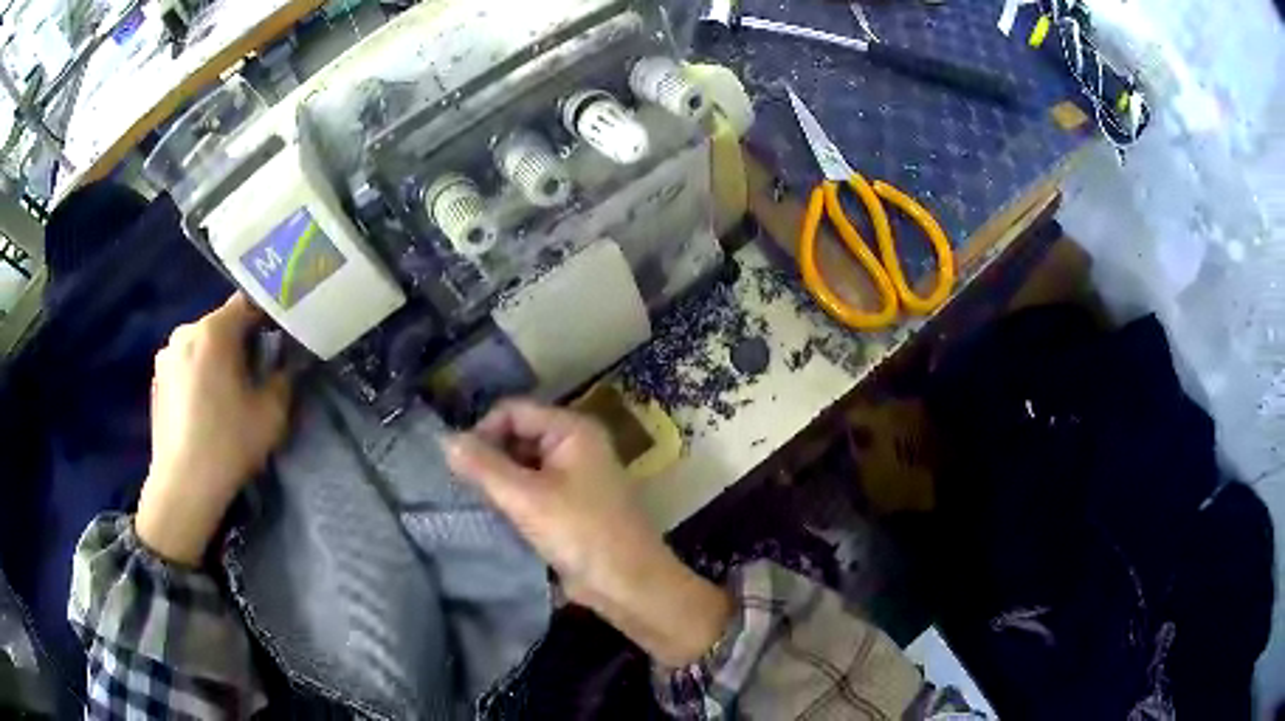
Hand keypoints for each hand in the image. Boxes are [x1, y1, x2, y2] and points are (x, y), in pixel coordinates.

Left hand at [136, 294, 292, 566]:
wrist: (183, 488)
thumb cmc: (228, 445)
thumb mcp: (271, 414)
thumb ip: (284, 379)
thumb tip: (286, 365)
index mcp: (213, 330)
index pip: (247, 303)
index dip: (267, 317)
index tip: (280, 339)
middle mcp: (185, 331)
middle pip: (221, 324)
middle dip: (240, 342)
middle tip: (255, 373)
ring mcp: (166, 355)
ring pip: (201, 345)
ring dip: (216, 359)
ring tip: (226, 394)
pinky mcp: (156, 379)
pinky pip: (185, 364)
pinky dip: (197, 374)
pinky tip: (204, 408)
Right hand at [444, 399, 730, 665]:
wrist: (629, 584)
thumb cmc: (581, 533)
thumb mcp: (526, 498)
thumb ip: (483, 467)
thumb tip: (445, 440)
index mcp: (572, 429)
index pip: (513, 411)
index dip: (483, 431)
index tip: (459, 465)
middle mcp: (575, 444)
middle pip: (517, 435)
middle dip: (490, 458)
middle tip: (464, 488)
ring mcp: (575, 475)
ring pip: (523, 464)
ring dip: (499, 481)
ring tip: (476, 502)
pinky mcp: (571, 504)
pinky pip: (533, 488)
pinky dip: (513, 497)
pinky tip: (495, 515)